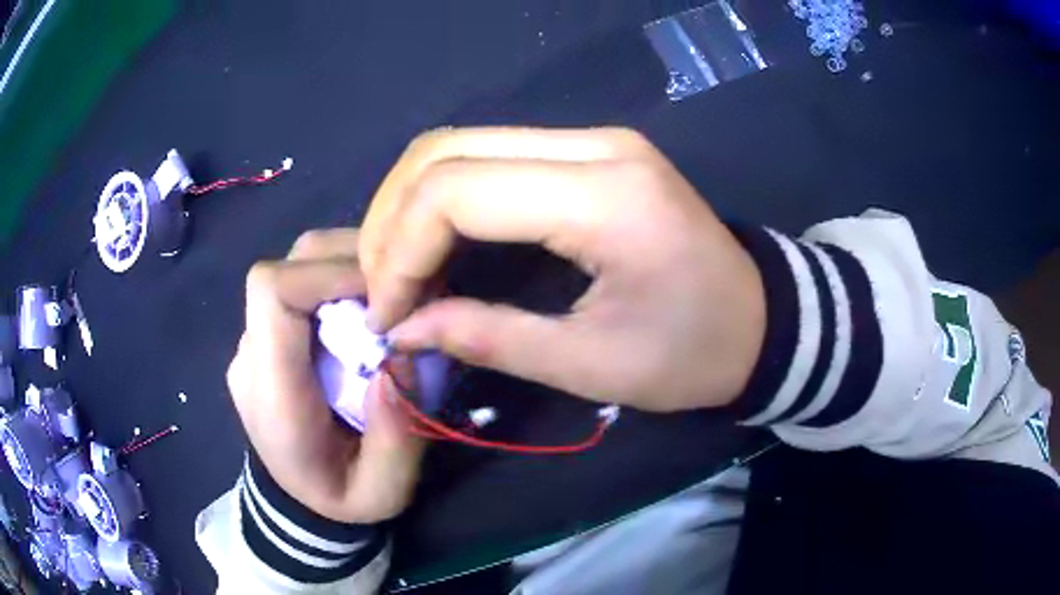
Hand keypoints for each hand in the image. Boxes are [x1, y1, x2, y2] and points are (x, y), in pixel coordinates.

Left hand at [227, 229, 423, 522]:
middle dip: (352, 264)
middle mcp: (254, 351)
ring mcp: (258, 338)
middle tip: (403, 296)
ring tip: (391, 301)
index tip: (386, 294)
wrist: (299, 501)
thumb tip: (399, 362)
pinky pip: (305, 282)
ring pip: (300, 262)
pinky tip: (371, 310)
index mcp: (270, 390)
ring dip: (350, 267)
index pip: (273, 291)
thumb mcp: (380, 493)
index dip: (329, 273)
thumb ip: (395, 439)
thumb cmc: (336, 500)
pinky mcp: (272, 334)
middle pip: (291, 263)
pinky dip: (343, 280)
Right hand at [359, 127, 765, 412]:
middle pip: (445, 151)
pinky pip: (488, 155)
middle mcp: (593, 143)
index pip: (456, 191)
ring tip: (398, 271)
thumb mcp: (592, 365)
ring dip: (409, 205)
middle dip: (391, 222)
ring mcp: (592, 138)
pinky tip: (435, 245)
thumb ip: (487, 338)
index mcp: (604, 194)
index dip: (399, 251)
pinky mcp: (589, 151)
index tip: (388, 316)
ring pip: (459, 144)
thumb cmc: (695, 354)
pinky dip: (444, 197)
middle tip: (382, 290)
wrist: (761, 320)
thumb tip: (402, 328)